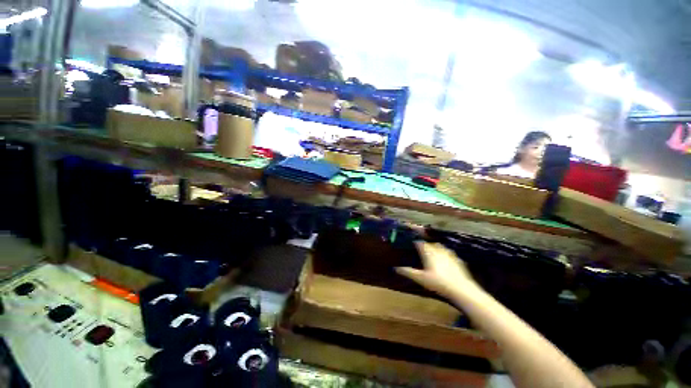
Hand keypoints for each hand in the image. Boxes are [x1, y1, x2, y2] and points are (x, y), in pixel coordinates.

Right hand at [396, 242, 478, 299]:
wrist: (461, 289)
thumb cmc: (438, 282)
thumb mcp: (420, 278)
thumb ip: (408, 272)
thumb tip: (396, 268)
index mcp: (429, 252)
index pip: (420, 243)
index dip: (416, 242)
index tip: (412, 244)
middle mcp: (438, 250)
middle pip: (431, 244)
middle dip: (426, 245)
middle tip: (422, 250)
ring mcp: (449, 255)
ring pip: (441, 247)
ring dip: (436, 248)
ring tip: (433, 253)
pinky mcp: (458, 261)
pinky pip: (450, 254)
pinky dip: (446, 255)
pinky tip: (447, 261)